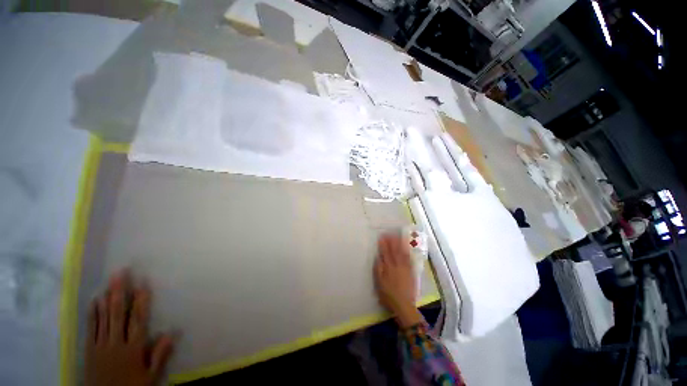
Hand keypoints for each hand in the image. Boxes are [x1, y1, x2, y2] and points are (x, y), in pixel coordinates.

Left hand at [85, 270, 173, 385]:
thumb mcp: (150, 378)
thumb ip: (159, 356)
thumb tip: (171, 333)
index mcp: (133, 349)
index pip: (138, 320)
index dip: (141, 301)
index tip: (143, 283)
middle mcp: (116, 343)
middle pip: (118, 314)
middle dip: (120, 292)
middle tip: (121, 273)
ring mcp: (100, 345)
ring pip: (104, 318)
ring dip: (107, 299)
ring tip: (109, 282)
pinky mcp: (89, 350)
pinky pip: (91, 328)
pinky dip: (93, 314)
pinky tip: (94, 301)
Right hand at [374, 233, 421, 327]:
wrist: (404, 305)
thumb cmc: (389, 295)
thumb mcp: (379, 283)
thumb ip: (378, 269)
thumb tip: (378, 257)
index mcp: (389, 268)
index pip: (386, 253)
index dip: (384, 244)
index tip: (382, 237)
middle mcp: (397, 265)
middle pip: (395, 251)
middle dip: (392, 241)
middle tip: (390, 233)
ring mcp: (405, 268)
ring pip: (403, 253)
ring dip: (401, 244)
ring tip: (399, 236)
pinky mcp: (411, 272)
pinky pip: (410, 259)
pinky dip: (408, 252)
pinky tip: (407, 248)